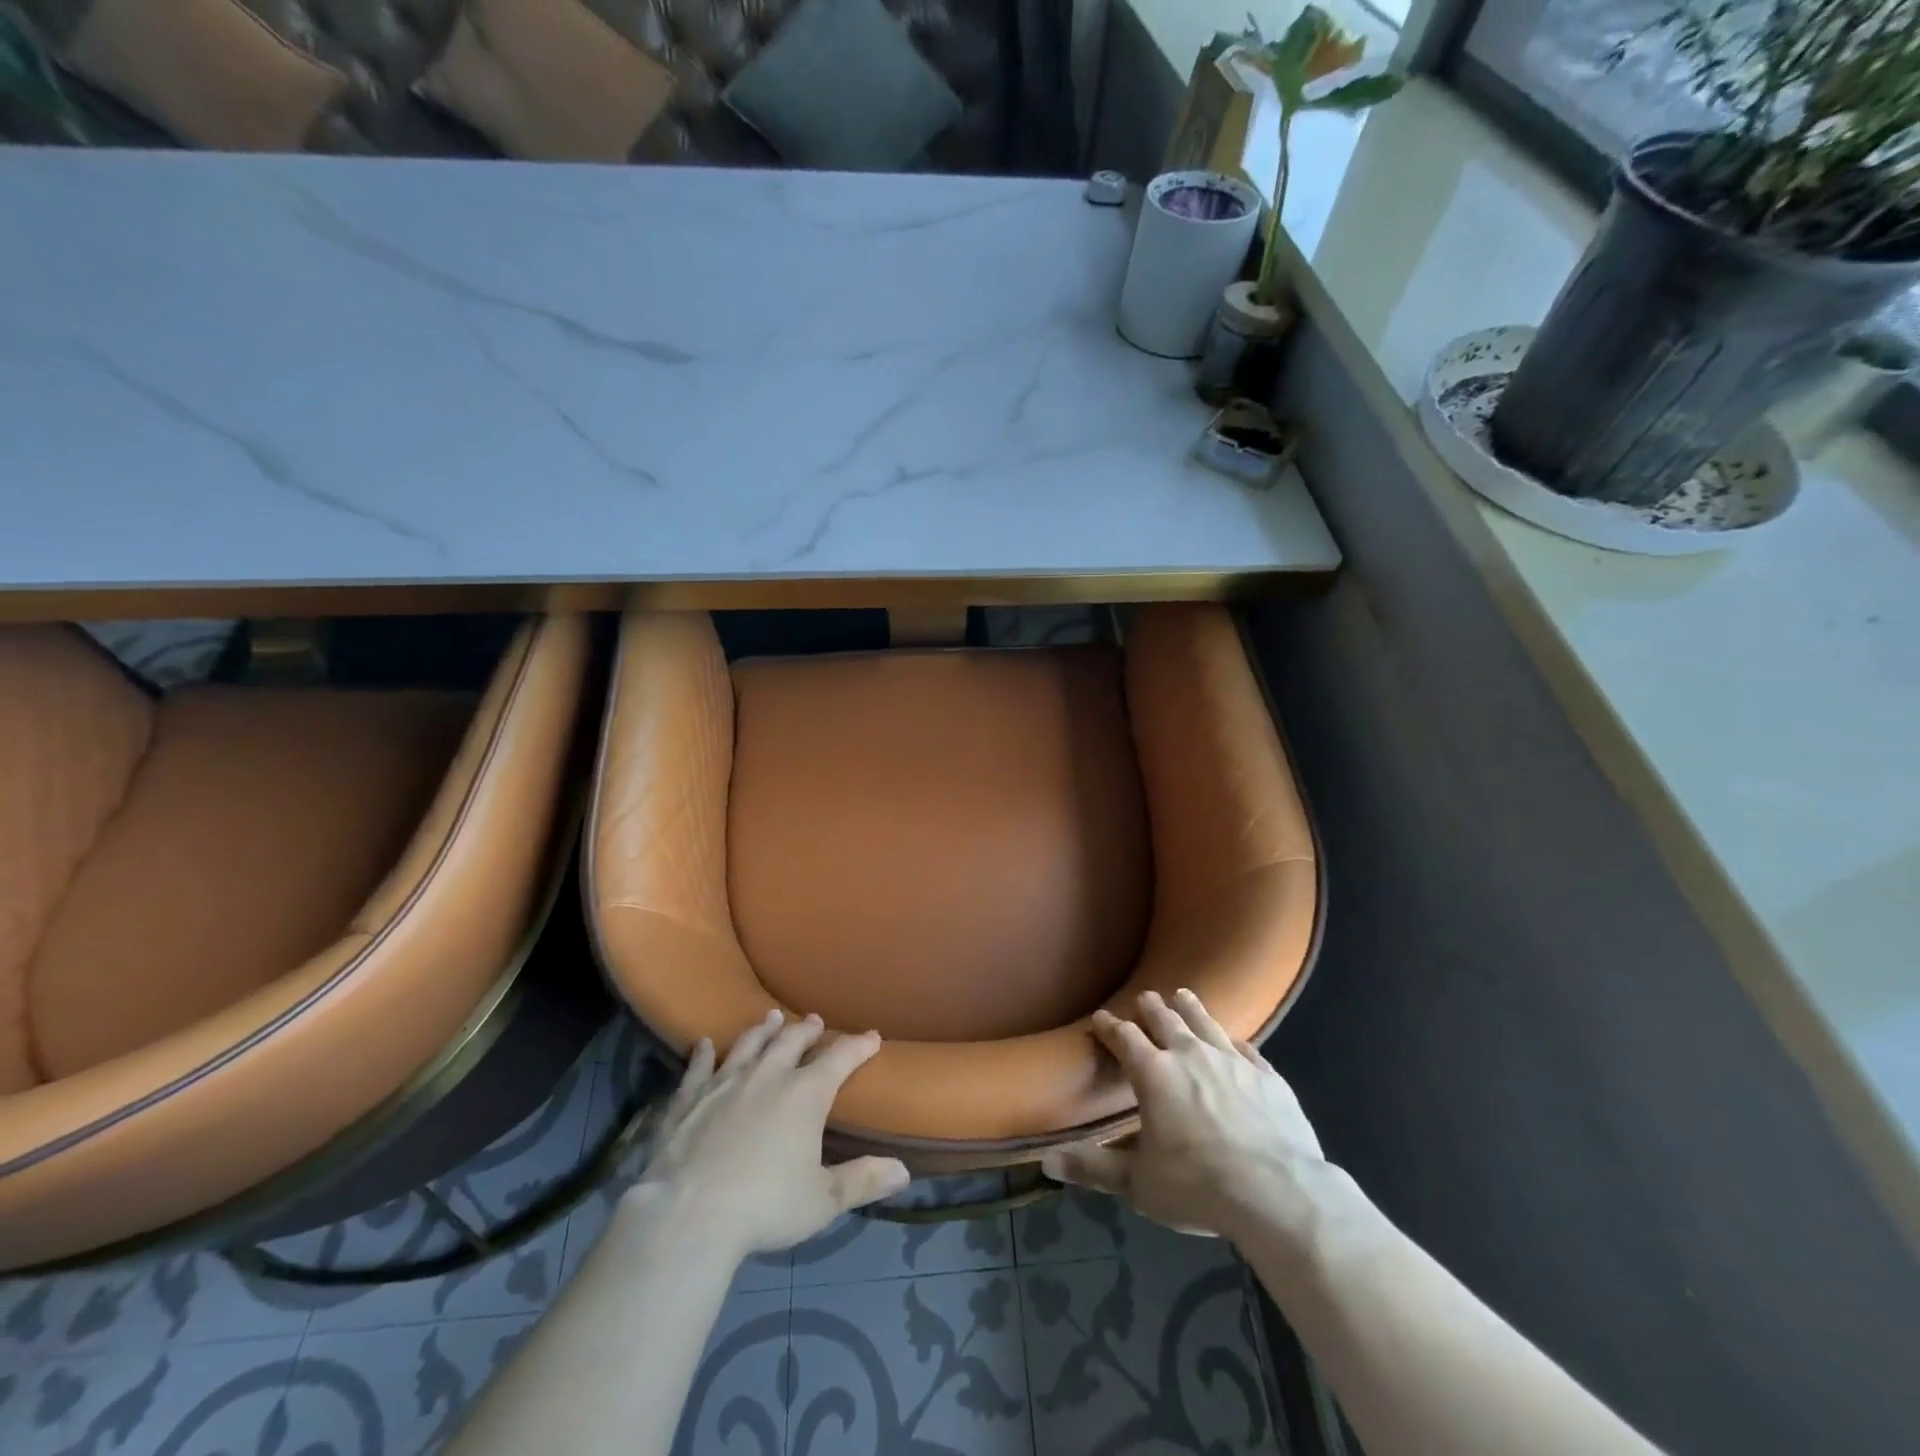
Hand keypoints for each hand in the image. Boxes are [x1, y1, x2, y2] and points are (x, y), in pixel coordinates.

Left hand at [632, 1010, 910, 1259]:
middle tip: (815, 1021)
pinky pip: (698, 1068)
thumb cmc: (764, 1206)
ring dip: (762, 1029)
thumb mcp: (822, 1201)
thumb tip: (904, 1172)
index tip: (872, 1036)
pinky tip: (702, 1044)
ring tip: (770, 1017)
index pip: (841, 1058)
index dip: (859, 1045)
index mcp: (806, 1094)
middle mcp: (768, 1075)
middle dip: (807, 1029)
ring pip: (748, 1044)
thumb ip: (862, 1181)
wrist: (687, 1215)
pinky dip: (702, 1054)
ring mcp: (724, 1082)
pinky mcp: (688, 1099)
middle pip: (792, 1040)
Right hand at [1042, 989, 1335, 1241]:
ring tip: (1182, 995)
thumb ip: (1094, 1168)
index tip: (1100, 1017)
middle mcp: (1190, 1055)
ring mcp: (1232, 1061)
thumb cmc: (1199, 1186)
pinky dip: (1232, 1041)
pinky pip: (1245, 1048)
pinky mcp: (1267, 1075)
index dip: (1109, 1026)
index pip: (1124, 1038)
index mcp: (1154, 1073)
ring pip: (1204, 1022)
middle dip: (1150, 1007)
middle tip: (1144, 998)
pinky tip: (1232, 1040)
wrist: (1279, 1194)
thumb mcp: (1139, 1185)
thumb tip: (1047, 1160)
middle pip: (1164, 1019)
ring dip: (1190, 1008)